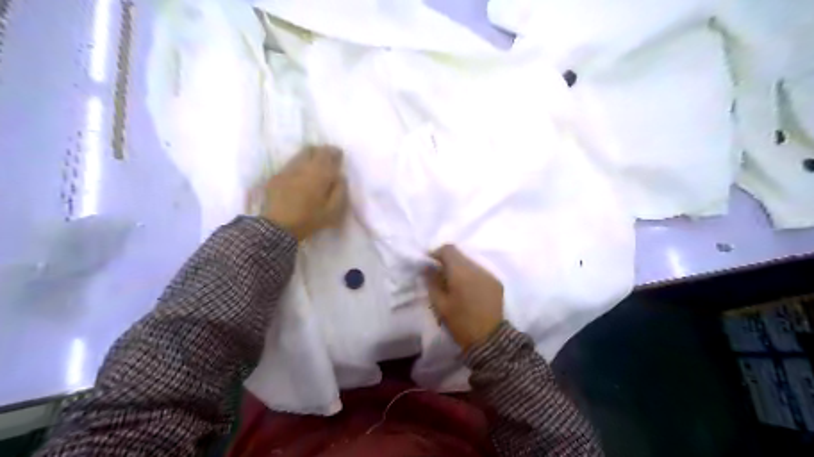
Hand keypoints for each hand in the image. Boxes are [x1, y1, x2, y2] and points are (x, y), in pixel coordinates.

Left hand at [262, 146, 347, 239]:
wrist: (278, 227)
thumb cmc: (310, 219)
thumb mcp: (333, 211)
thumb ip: (340, 191)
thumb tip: (340, 176)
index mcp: (319, 173)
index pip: (328, 154)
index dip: (335, 152)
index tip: (339, 155)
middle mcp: (302, 166)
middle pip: (312, 149)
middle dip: (322, 151)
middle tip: (327, 158)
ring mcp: (287, 170)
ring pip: (300, 155)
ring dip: (309, 156)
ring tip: (314, 165)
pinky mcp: (276, 177)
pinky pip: (290, 165)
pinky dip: (298, 165)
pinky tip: (300, 176)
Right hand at [426, 246, 503, 348]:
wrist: (490, 341)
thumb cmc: (461, 323)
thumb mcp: (440, 305)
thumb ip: (432, 282)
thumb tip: (427, 267)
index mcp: (461, 272)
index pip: (448, 249)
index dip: (436, 253)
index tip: (429, 264)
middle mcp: (477, 268)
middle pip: (460, 255)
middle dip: (447, 261)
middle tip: (439, 275)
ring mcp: (489, 275)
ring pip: (470, 263)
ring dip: (459, 268)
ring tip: (453, 284)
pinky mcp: (496, 283)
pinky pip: (480, 272)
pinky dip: (470, 276)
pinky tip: (467, 290)